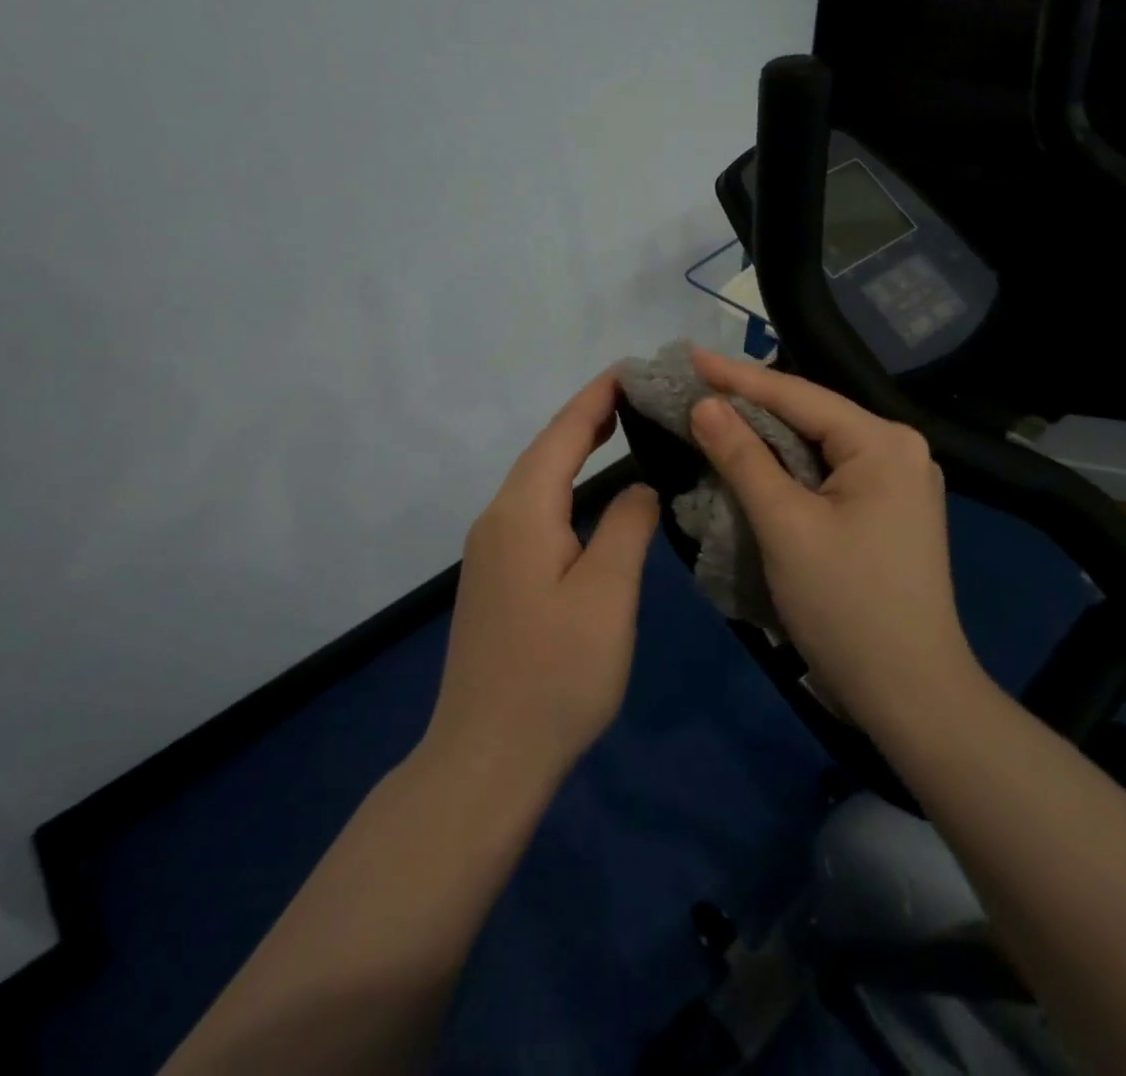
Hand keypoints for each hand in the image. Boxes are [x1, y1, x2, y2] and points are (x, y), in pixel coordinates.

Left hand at [425, 370, 660, 794]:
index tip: (632, 368)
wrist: (486, 757)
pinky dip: (564, 484)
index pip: (562, 434)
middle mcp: (497, 519)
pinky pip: (532, 509)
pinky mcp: (495, 576)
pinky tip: (587, 493)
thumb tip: (639, 488)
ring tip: (619, 427)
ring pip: (536, 480)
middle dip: (587, 416)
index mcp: (522, 512)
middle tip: (637, 393)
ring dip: (574, 449)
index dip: (597, 398)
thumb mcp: (607, 595)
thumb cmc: (556, 674)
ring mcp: (490, 549)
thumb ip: (627, 528)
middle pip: (544, 450)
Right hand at [687, 347, 982, 737]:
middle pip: (810, 415)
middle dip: (751, 403)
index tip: (689, 356)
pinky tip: (752, 459)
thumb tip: (705, 404)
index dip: (738, 376)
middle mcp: (897, 450)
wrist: (911, 695)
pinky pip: (826, 473)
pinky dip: (786, 467)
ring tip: (712, 413)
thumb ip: (743, 457)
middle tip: (694, 384)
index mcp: (883, 443)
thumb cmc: (846, 605)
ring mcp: (897, 481)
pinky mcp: (886, 510)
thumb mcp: (786, 526)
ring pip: (816, 445)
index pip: (798, 395)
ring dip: (765, 436)